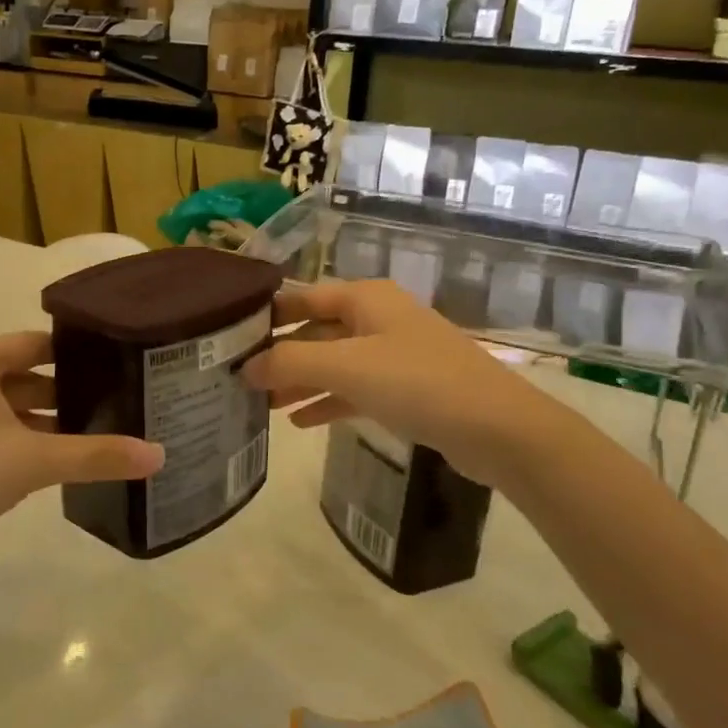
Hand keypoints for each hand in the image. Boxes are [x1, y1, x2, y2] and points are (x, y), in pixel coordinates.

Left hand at [0, 333, 163, 566]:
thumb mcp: (34, 463)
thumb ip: (97, 456)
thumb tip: (159, 455)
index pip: (35, 344)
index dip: (75, 357)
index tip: (112, 373)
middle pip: (15, 372)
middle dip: (57, 393)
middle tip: (103, 410)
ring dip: (31, 417)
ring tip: (77, 438)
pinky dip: (3, 432)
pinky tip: (32, 460)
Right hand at [243, 280, 513, 485]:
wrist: (499, 430)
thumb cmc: (418, 383)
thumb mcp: (346, 368)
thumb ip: (290, 363)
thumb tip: (246, 367)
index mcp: (365, 298)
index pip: (301, 297)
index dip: (266, 316)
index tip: (228, 338)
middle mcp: (377, 318)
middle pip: (315, 330)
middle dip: (280, 355)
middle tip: (240, 379)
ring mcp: (394, 354)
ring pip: (334, 363)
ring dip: (300, 382)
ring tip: (263, 406)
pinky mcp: (406, 388)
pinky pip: (354, 389)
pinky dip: (327, 401)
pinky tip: (299, 422)